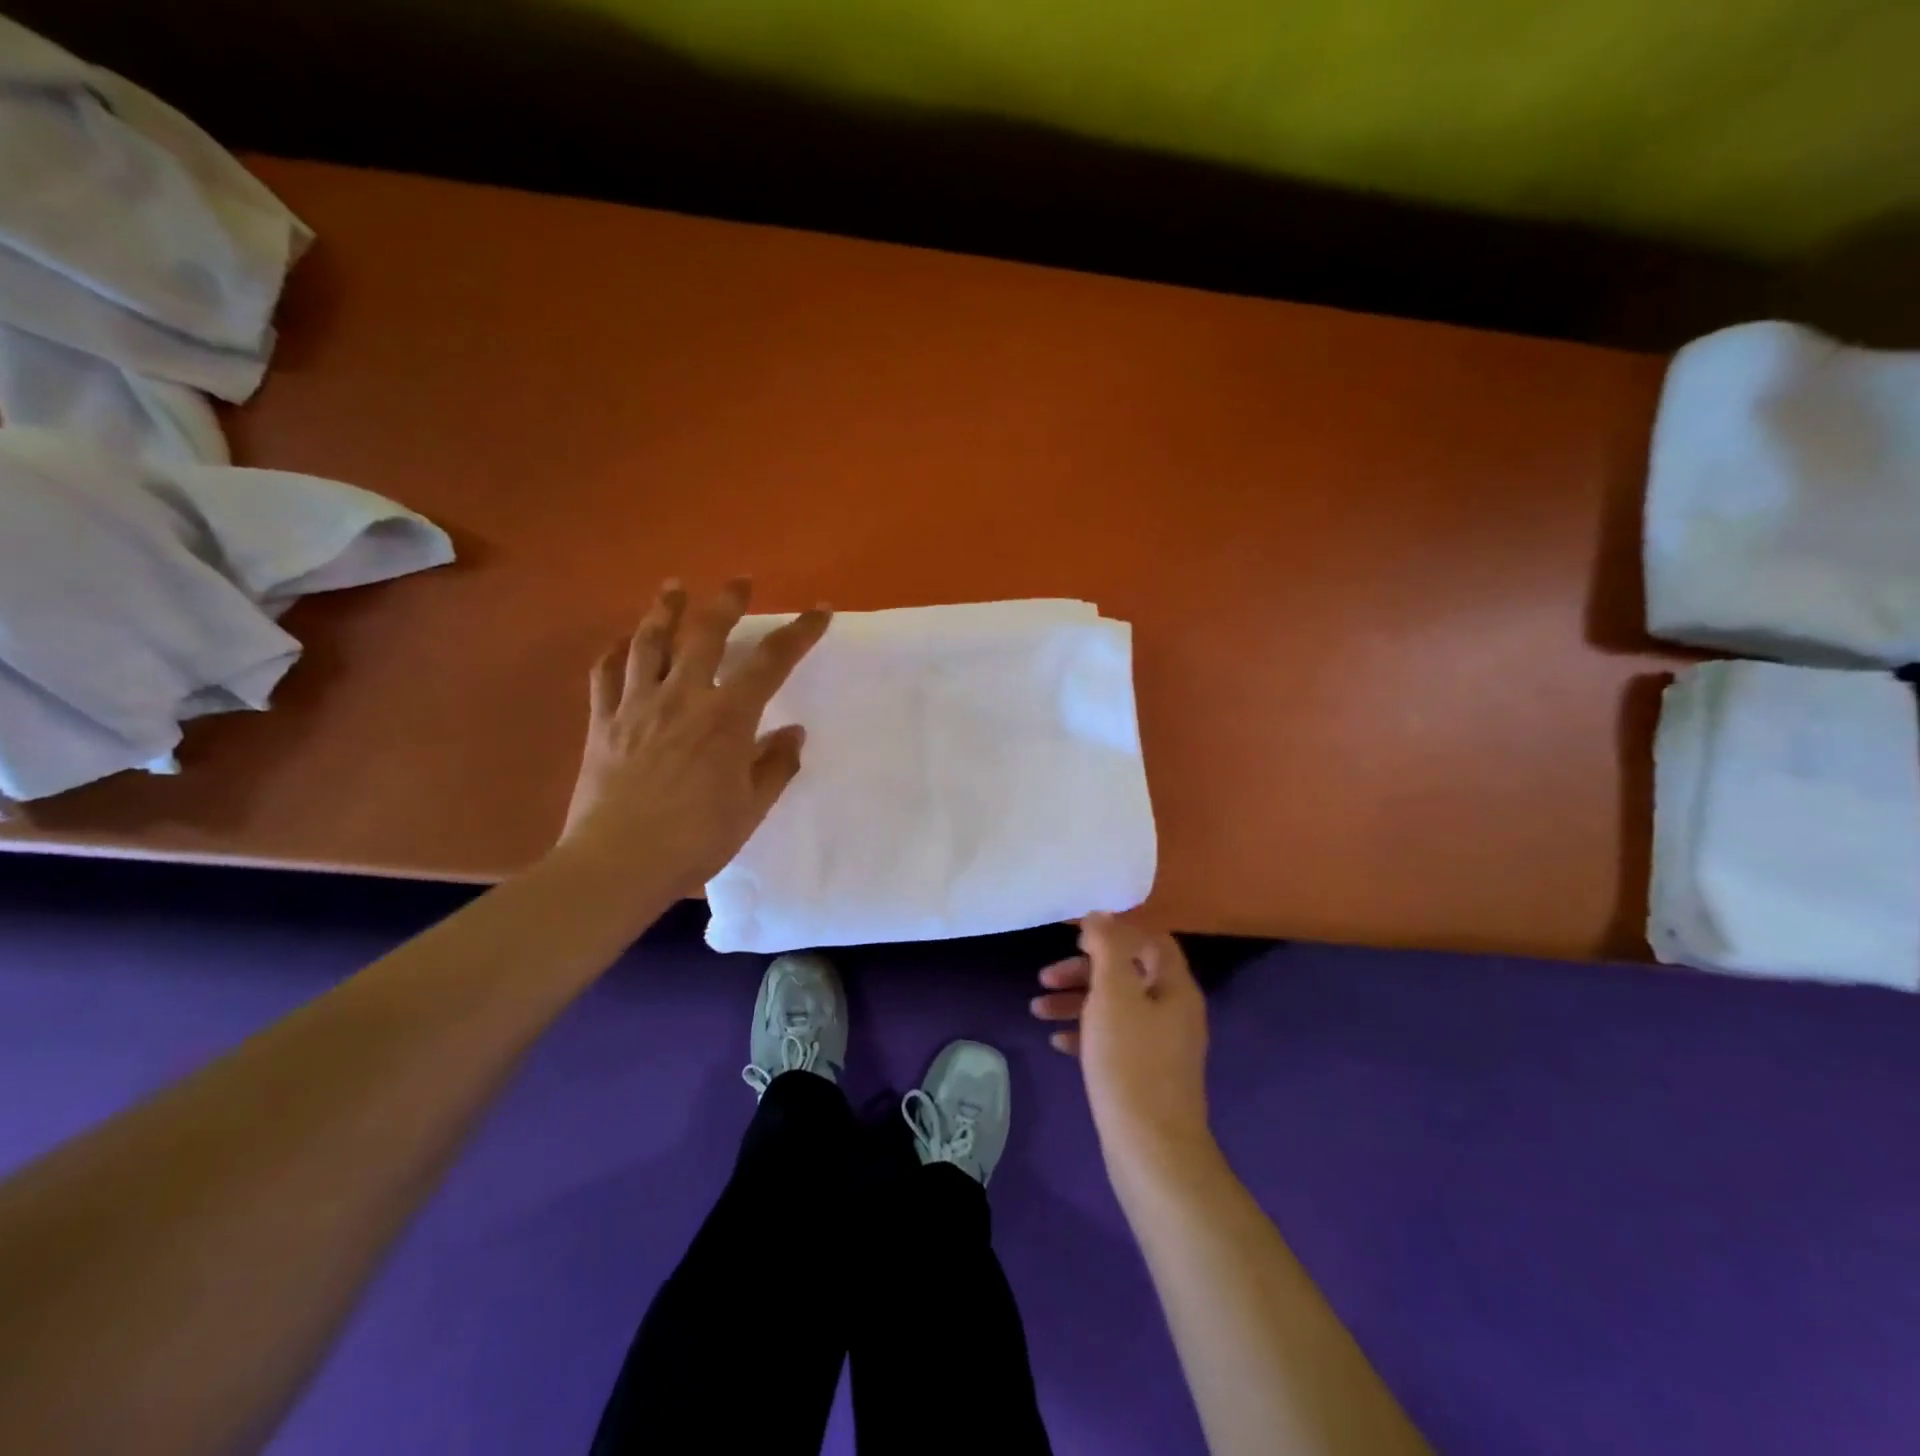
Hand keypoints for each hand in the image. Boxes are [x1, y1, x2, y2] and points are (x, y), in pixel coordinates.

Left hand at [556, 577, 830, 896]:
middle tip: (739, 581)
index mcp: (726, 718)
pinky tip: (622, 640)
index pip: (771, 662)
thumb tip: (792, 733)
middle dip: (727, 601)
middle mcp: (682, 697)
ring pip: (650, 642)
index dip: (799, 632)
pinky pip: (605, 674)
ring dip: (665, 609)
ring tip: (674, 587)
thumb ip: (775, 765)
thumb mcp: (750, 808)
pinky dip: (615, 651)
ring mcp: (637, 705)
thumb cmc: (695, 840)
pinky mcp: (602, 722)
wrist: (617, 863)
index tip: (819, 611)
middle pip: (706, 633)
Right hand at [1032, 914, 1212, 1173]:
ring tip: (1038, 1010)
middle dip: (1084, 970)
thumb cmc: (1130, 1062)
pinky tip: (1058, 1042)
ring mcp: (1162, 1045)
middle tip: (1045, 976)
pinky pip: (1114, 1040)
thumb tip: (1101, 915)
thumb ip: (1108, 948)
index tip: (1074, 936)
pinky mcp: (1146, 1073)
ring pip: (1116, 1007)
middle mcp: (1174, 1010)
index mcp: (1174, 987)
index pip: (1150, 940)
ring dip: (1077, 1001)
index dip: (1113, 931)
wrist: (1151, 1149)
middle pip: (1127, 973)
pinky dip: (1086, 1033)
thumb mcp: (1114, 994)